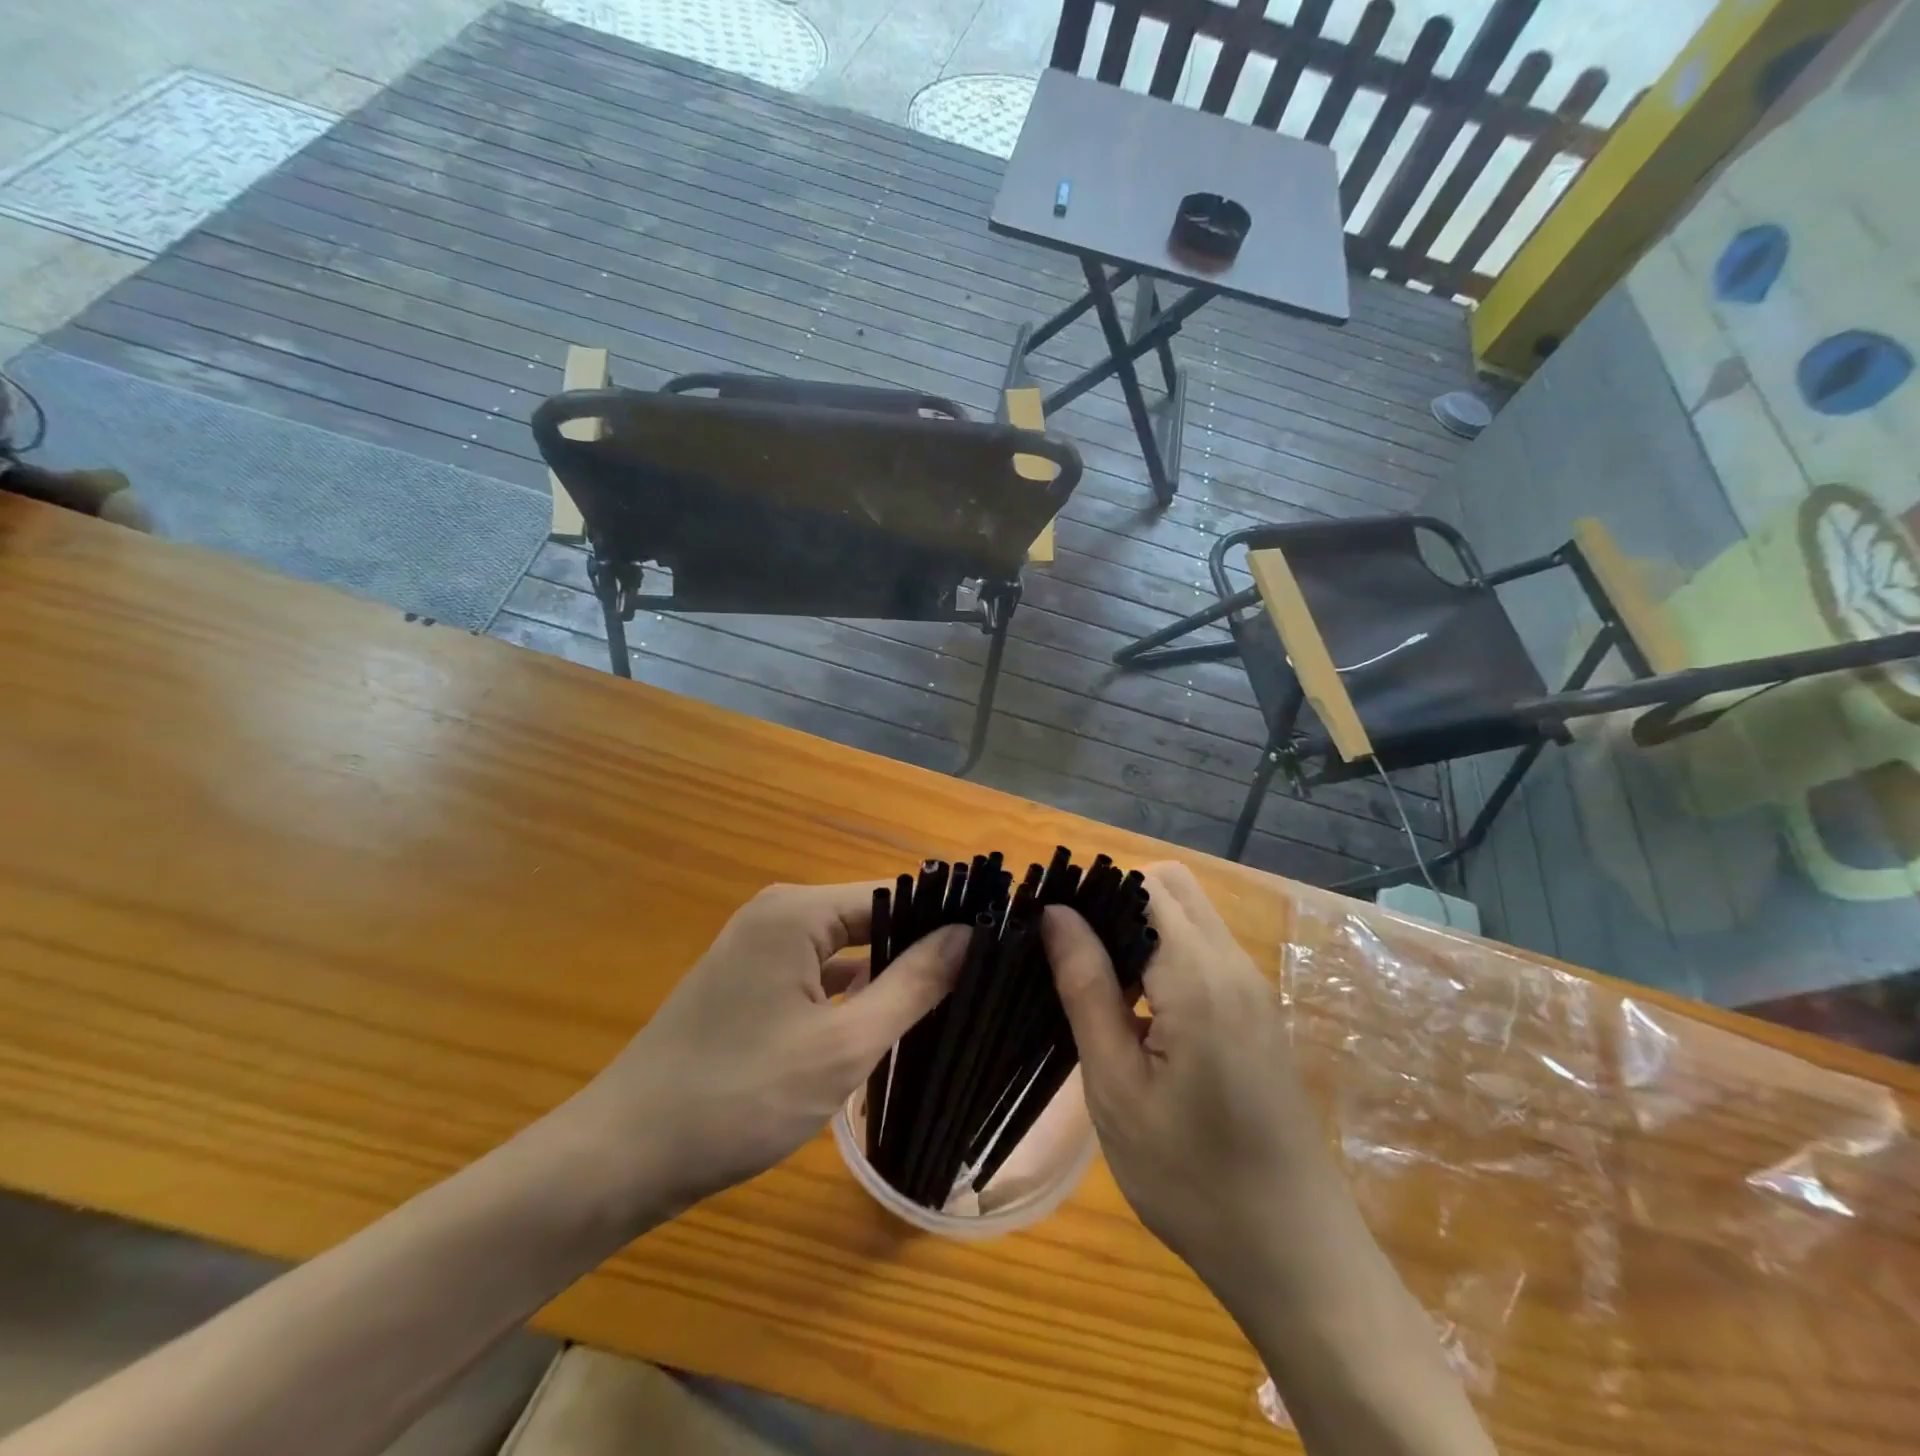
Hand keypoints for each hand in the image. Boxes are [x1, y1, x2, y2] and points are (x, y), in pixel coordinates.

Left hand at [566, 883, 967, 1223]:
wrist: (623, 1156)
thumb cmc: (739, 1097)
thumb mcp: (842, 1047)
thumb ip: (912, 985)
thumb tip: (968, 936)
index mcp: (798, 912)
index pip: (894, 895)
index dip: (944, 920)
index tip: (995, 948)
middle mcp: (778, 915)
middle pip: (870, 919)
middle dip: (920, 950)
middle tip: (981, 983)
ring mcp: (759, 949)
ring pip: (846, 951)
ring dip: (887, 976)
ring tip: (952, 1001)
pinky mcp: (750, 982)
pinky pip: (818, 974)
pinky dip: (852, 995)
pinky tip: (890, 1022)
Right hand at [1041, 862, 1324, 1290]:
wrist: (1296, 1255)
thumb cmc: (1192, 1178)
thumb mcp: (1118, 1087)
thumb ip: (1086, 988)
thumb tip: (1056, 914)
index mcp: (1199, 977)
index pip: (1143, 885)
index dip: (1093, 892)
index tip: (1049, 926)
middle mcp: (1234, 965)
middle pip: (1171, 886)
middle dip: (1117, 900)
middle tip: (1072, 953)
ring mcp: (1253, 988)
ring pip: (1189, 916)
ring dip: (1140, 928)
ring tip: (1094, 981)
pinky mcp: (1257, 1013)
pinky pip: (1204, 951)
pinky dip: (1164, 955)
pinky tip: (1135, 1011)